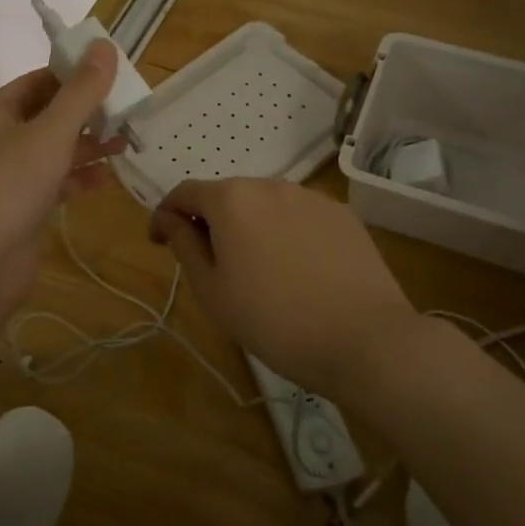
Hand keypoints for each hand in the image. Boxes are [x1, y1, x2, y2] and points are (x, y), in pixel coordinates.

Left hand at [0, 43, 126, 320]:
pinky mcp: (21, 208)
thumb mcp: (52, 132)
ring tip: (126, 143)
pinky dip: (77, 178)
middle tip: (127, 111)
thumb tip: (104, 46)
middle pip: (47, 116)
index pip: (38, 81)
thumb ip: (81, 92)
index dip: (73, 75)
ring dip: (87, 147)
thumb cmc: (11, 185)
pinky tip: (105, 179)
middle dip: (86, 114)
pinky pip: (53, 183)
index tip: (112, 75)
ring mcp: (8, 177)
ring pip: (53, 151)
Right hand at [150, 178, 419, 402]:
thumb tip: (168, 219)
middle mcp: (270, 185)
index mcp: (231, 200)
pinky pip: (299, 216)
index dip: (166, 215)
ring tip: (256, 269)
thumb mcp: (212, 290)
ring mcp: (311, 197)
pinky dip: (285, 233)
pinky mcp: (343, 215)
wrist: (365, 340)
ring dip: (249, 226)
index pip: (185, 193)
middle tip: (209, 264)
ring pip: (265, 205)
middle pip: (227, 196)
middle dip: (210, 221)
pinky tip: (296, 269)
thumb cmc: (274, 320)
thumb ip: (184, 245)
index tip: (159, 243)